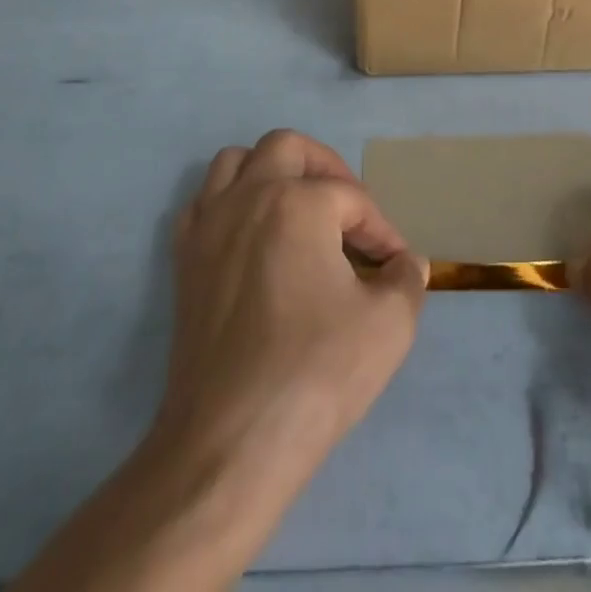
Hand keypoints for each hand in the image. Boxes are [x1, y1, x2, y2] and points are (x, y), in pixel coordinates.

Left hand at [153, 129, 427, 495]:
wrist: (229, 444)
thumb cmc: (314, 373)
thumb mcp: (389, 324)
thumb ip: (406, 279)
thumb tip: (407, 262)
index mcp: (298, 203)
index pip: (352, 198)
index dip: (381, 229)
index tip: (395, 264)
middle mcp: (248, 197)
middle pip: (288, 148)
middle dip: (326, 169)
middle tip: (348, 208)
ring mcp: (209, 226)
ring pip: (236, 161)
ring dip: (271, 171)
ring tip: (298, 207)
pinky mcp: (184, 260)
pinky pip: (204, 202)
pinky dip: (230, 202)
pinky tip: (251, 235)